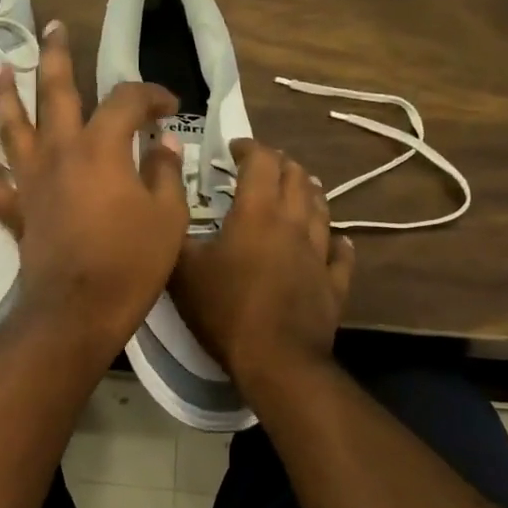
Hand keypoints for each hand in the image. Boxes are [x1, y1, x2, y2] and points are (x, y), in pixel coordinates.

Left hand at [0, 21, 187, 355]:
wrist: (80, 309)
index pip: (126, 102)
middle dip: (57, 58)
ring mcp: (31, 180)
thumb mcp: (168, 216)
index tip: (168, 107)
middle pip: (55, 92)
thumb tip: (164, 144)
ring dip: (6, 93)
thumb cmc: (132, 262)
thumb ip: (166, 173)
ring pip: (11, 126)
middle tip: (52, 29)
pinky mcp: (15, 210)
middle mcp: (60, 152)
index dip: (150, 95)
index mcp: (102, 147)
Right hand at [171, 138, 355, 387]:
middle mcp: (294, 223)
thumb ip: (175, 230)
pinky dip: (336, 241)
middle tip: (264, 166)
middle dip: (281, 164)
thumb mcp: (182, 270)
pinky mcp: (334, 283)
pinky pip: (341, 253)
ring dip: (309, 192)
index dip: (249, 147)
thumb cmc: (225, 310)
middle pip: (297, 178)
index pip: (262, 162)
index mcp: (258, 213)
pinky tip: (335, 241)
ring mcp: (319, 253)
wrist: (275, 360)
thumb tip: (167, 200)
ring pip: (322, 208)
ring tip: (299, 189)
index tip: (234, 148)